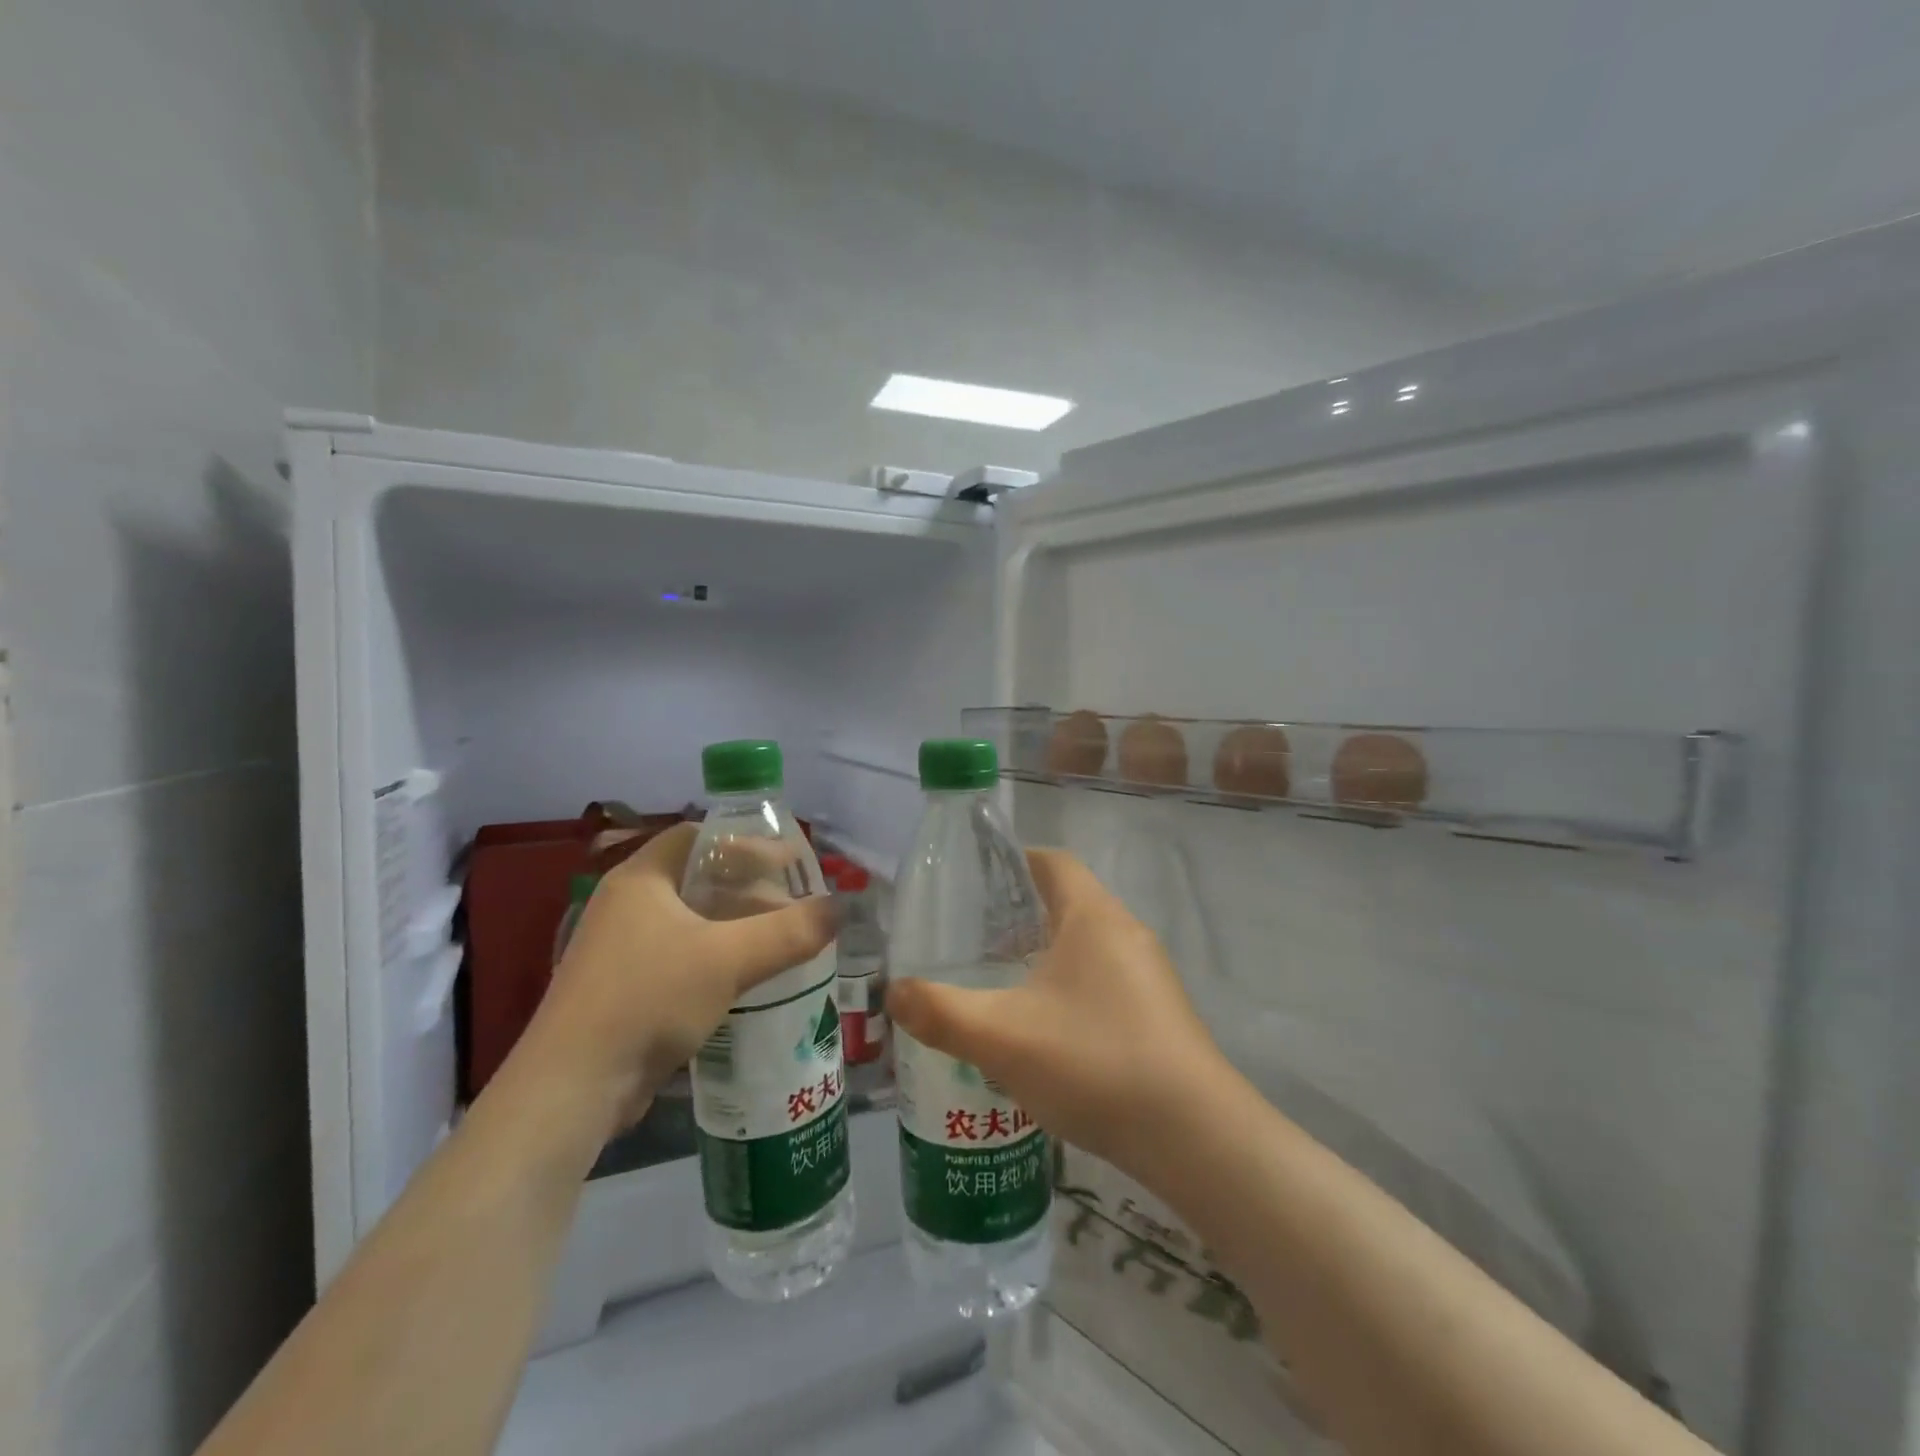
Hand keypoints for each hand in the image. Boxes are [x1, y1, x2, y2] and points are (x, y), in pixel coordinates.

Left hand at [527, 822, 837, 1133]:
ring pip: (690, 922)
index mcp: (641, 879)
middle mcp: (626, 905)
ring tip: (780, 942)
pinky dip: (715, 958)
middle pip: (697, 880)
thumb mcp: (729, 960)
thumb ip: (789, 932)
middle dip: (748, 890)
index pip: (698, 837)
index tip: (788, 864)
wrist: (571, 1088)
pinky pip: (680, 957)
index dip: (746, 844)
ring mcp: (620, 949)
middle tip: (793, 905)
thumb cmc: (648, 999)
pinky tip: (746, 981)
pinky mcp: (622, 989)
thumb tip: (839, 908)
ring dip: (735, 927)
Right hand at [887, 849, 1227, 1175]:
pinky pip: (1104, 981)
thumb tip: (894, 993)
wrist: (1194, 1137)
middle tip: (972, 942)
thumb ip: (940, 1013)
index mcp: (1093, 916)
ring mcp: (1149, 975)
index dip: (1013, 862)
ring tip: (999, 985)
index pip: (1052, 862)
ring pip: (1086, 946)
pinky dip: (1069, 989)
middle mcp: (1126, 932)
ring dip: (1044, 956)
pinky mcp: (1159, 1014)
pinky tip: (1044, 1033)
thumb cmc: (1094, 1061)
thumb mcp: (1001, 1037)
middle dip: (1018, 916)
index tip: (973, 884)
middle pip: (1067, 903)